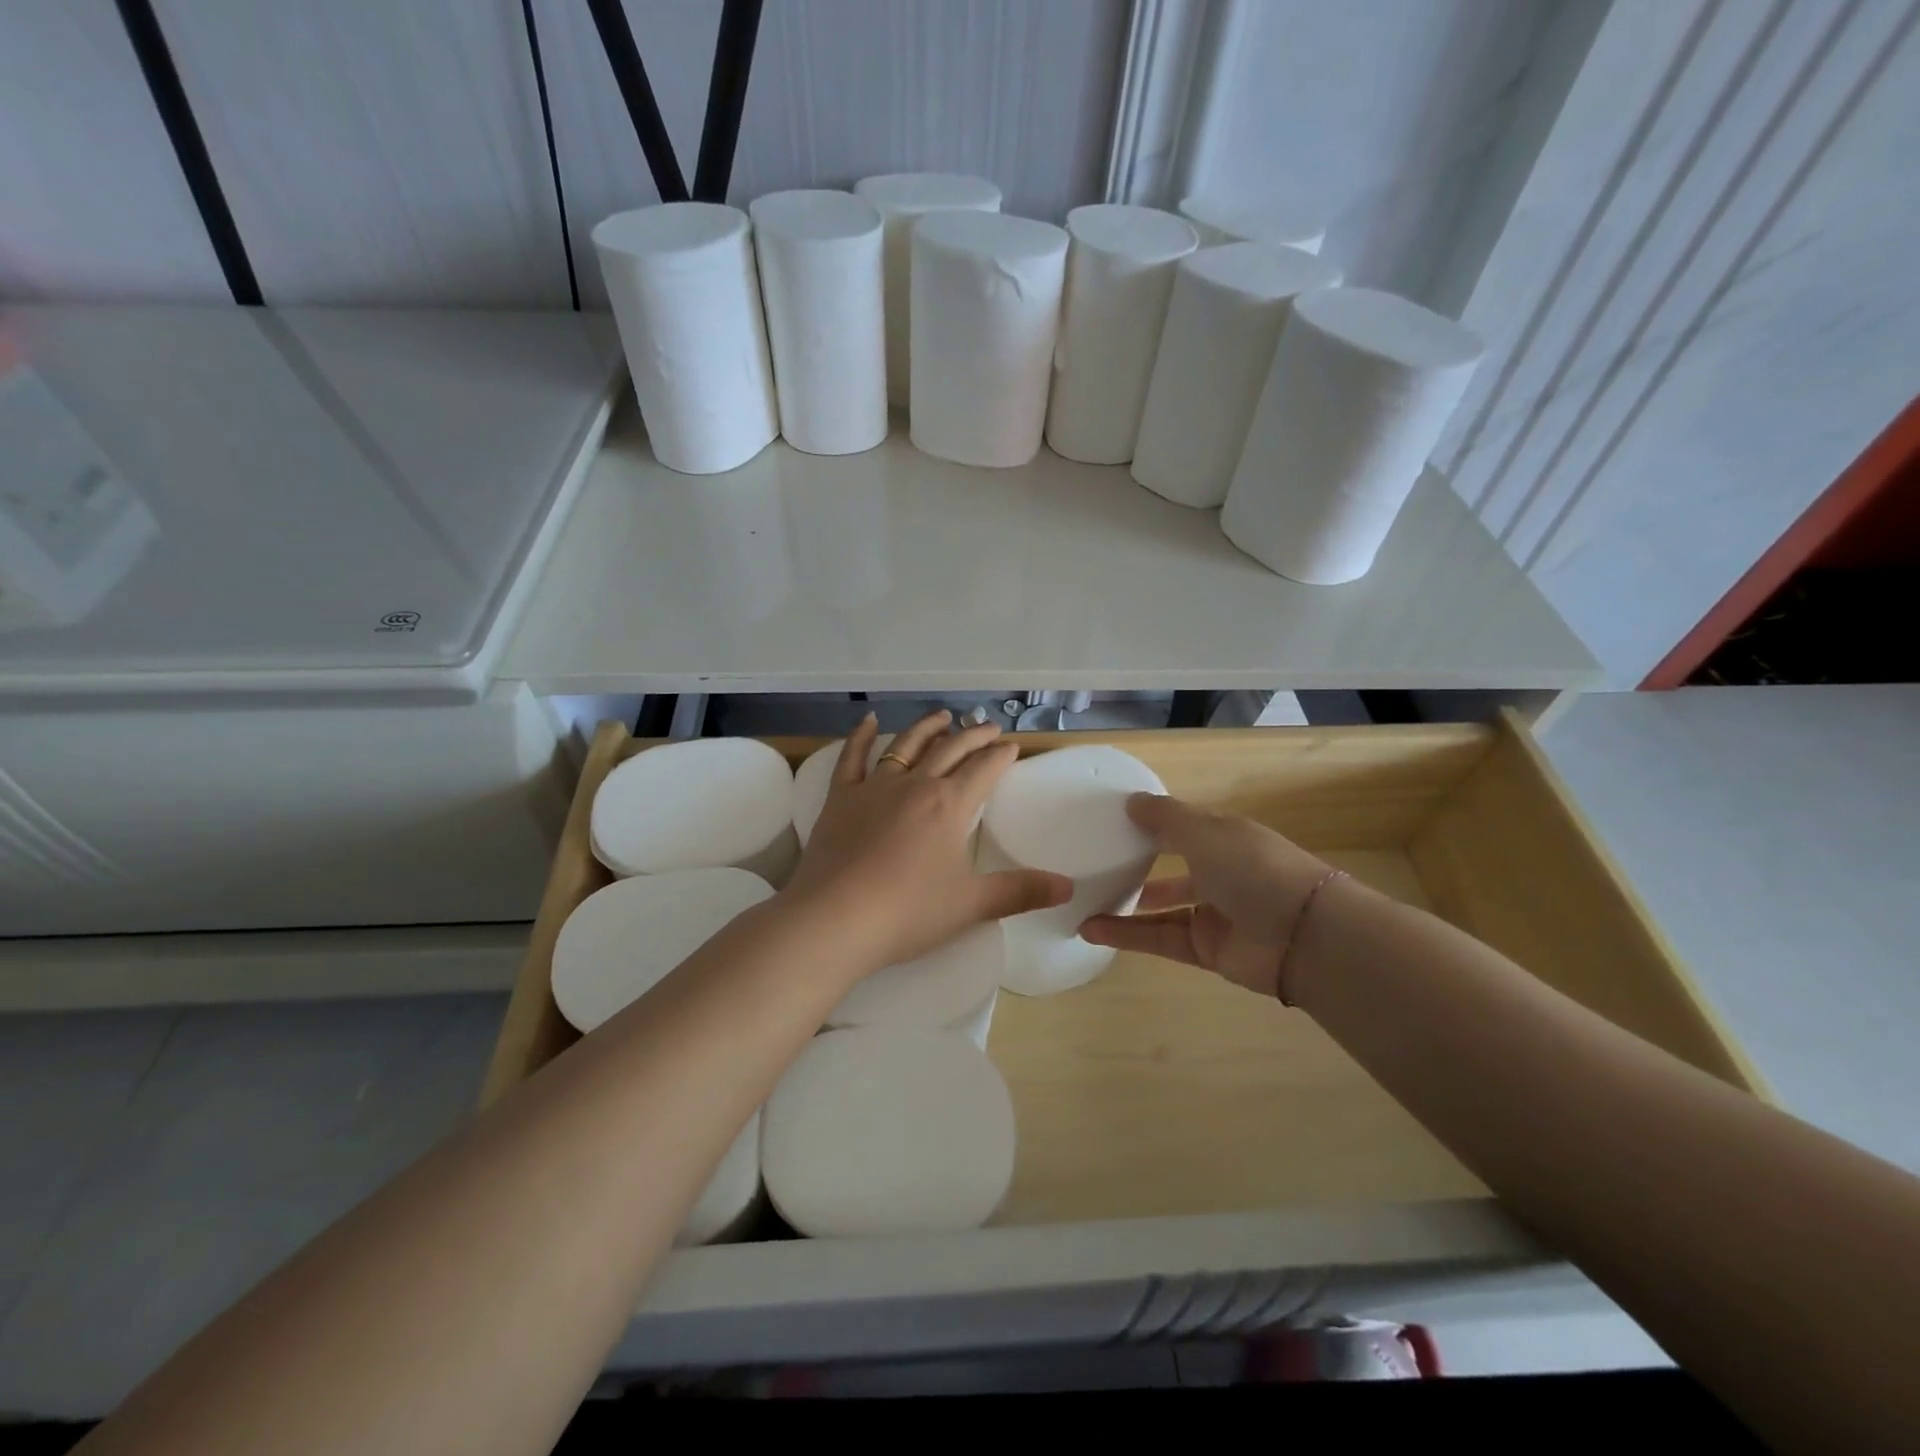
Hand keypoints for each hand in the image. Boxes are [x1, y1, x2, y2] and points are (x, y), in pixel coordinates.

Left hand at [783, 711, 1071, 972]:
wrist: (835, 918)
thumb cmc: (908, 912)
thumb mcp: (972, 905)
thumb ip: (1021, 892)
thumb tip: (1068, 888)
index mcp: (950, 805)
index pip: (984, 770)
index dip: (1001, 756)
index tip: (1012, 747)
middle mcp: (915, 784)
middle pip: (950, 750)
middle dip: (973, 736)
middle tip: (989, 727)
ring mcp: (874, 787)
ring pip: (906, 746)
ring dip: (927, 728)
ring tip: (942, 716)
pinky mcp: (840, 798)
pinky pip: (852, 758)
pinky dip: (860, 736)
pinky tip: (867, 720)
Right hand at [1079, 794, 1340, 996]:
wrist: (1303, 936)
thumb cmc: (1253, 868)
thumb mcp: (1205, 832)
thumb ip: (1165, 818)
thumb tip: (1130, 801)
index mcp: (1225, 839)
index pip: (1184, 828)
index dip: (1152, 824)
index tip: (1112, 823)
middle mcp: (1220, 873)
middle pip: (1173, 869)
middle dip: (1139, 867)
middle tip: (1096, 865)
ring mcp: (1214, 914)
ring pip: (1161, 909)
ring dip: (1125, 906)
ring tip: (1084, 901)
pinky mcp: (1205, 950)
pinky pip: (1159, 939)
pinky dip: (1127, 935)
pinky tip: (1091, 929)